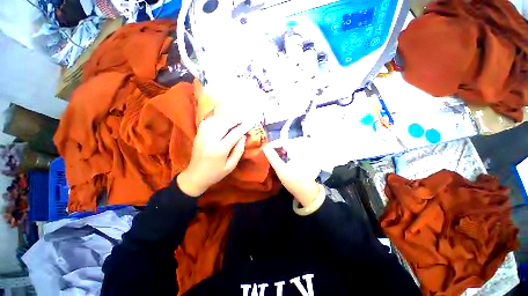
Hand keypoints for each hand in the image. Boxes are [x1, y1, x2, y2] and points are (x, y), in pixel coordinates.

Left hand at [177, 116, 252, 196]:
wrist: (195, 176)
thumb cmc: (215, 173)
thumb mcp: (231, 166)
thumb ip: (238, 151)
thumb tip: (243, 136)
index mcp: (219, 150)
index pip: (234, 134)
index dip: (244, 127)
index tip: (251, 122)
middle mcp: (209, 140)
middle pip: (224, 124)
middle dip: (236, 119)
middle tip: (245, 117)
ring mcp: (202, 136)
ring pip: (216, 121)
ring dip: (227, 118)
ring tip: (236, 119)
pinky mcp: (198, 135)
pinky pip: (208, 122)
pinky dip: (217, 119)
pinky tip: (223, 120)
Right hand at [263, 137, 322, 206]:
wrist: (308, 192)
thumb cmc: (294, 182)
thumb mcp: (281, 170)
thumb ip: (272, 157)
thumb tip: (264, 148)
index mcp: (298, 150)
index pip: (283, 141)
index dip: (273, 144)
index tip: (265, 149)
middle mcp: (303, 148)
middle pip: (287, 142)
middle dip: (277, 146)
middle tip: (269, 152)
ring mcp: (305, 151)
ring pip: (290, 145)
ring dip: (282, 149)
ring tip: (275, 155)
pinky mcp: (305, 155)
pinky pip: (294, 149)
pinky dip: (287, 151)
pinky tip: (283, 158)